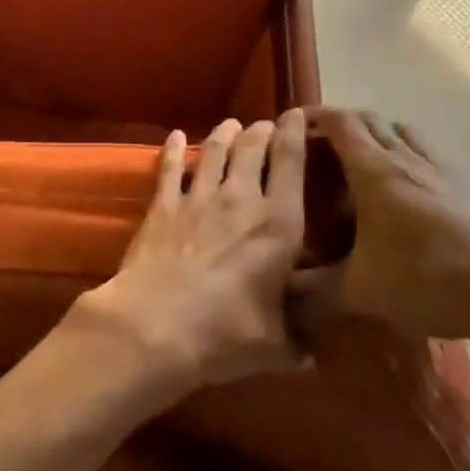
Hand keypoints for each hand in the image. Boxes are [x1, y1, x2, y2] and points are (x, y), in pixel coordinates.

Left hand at [77, 113, 309, 403]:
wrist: (157, 323)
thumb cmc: (226, 333)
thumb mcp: (275, 345)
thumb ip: (296, 342)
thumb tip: (312, 354)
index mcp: (279, 225)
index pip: (291, 164)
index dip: (295, 134)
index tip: (297, 115)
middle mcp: (241, 199)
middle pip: (252, 149)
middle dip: (260, 131)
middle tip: (264, 125)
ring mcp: (198, 197)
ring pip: (214, 151)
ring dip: (224, 134)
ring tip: (230, 125)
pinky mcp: (163, 204)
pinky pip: (170, 168)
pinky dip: (174, 149)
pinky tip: (175, 136)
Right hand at [295, 107, 469, 347]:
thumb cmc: (434, 280)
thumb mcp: (363, 292)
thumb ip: (313, 294)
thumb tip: (277, 303)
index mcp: (375, 170)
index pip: (339, 122)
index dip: (313, 116)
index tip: (290, 125)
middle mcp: (407, 158)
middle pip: (369, 120)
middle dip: (340, 124)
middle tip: (319, 148)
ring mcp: (444, 171)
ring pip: (403, 132)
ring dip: (378, 135)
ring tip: (361, 164)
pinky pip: (430, 155)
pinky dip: (409, 157)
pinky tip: (408, 196)